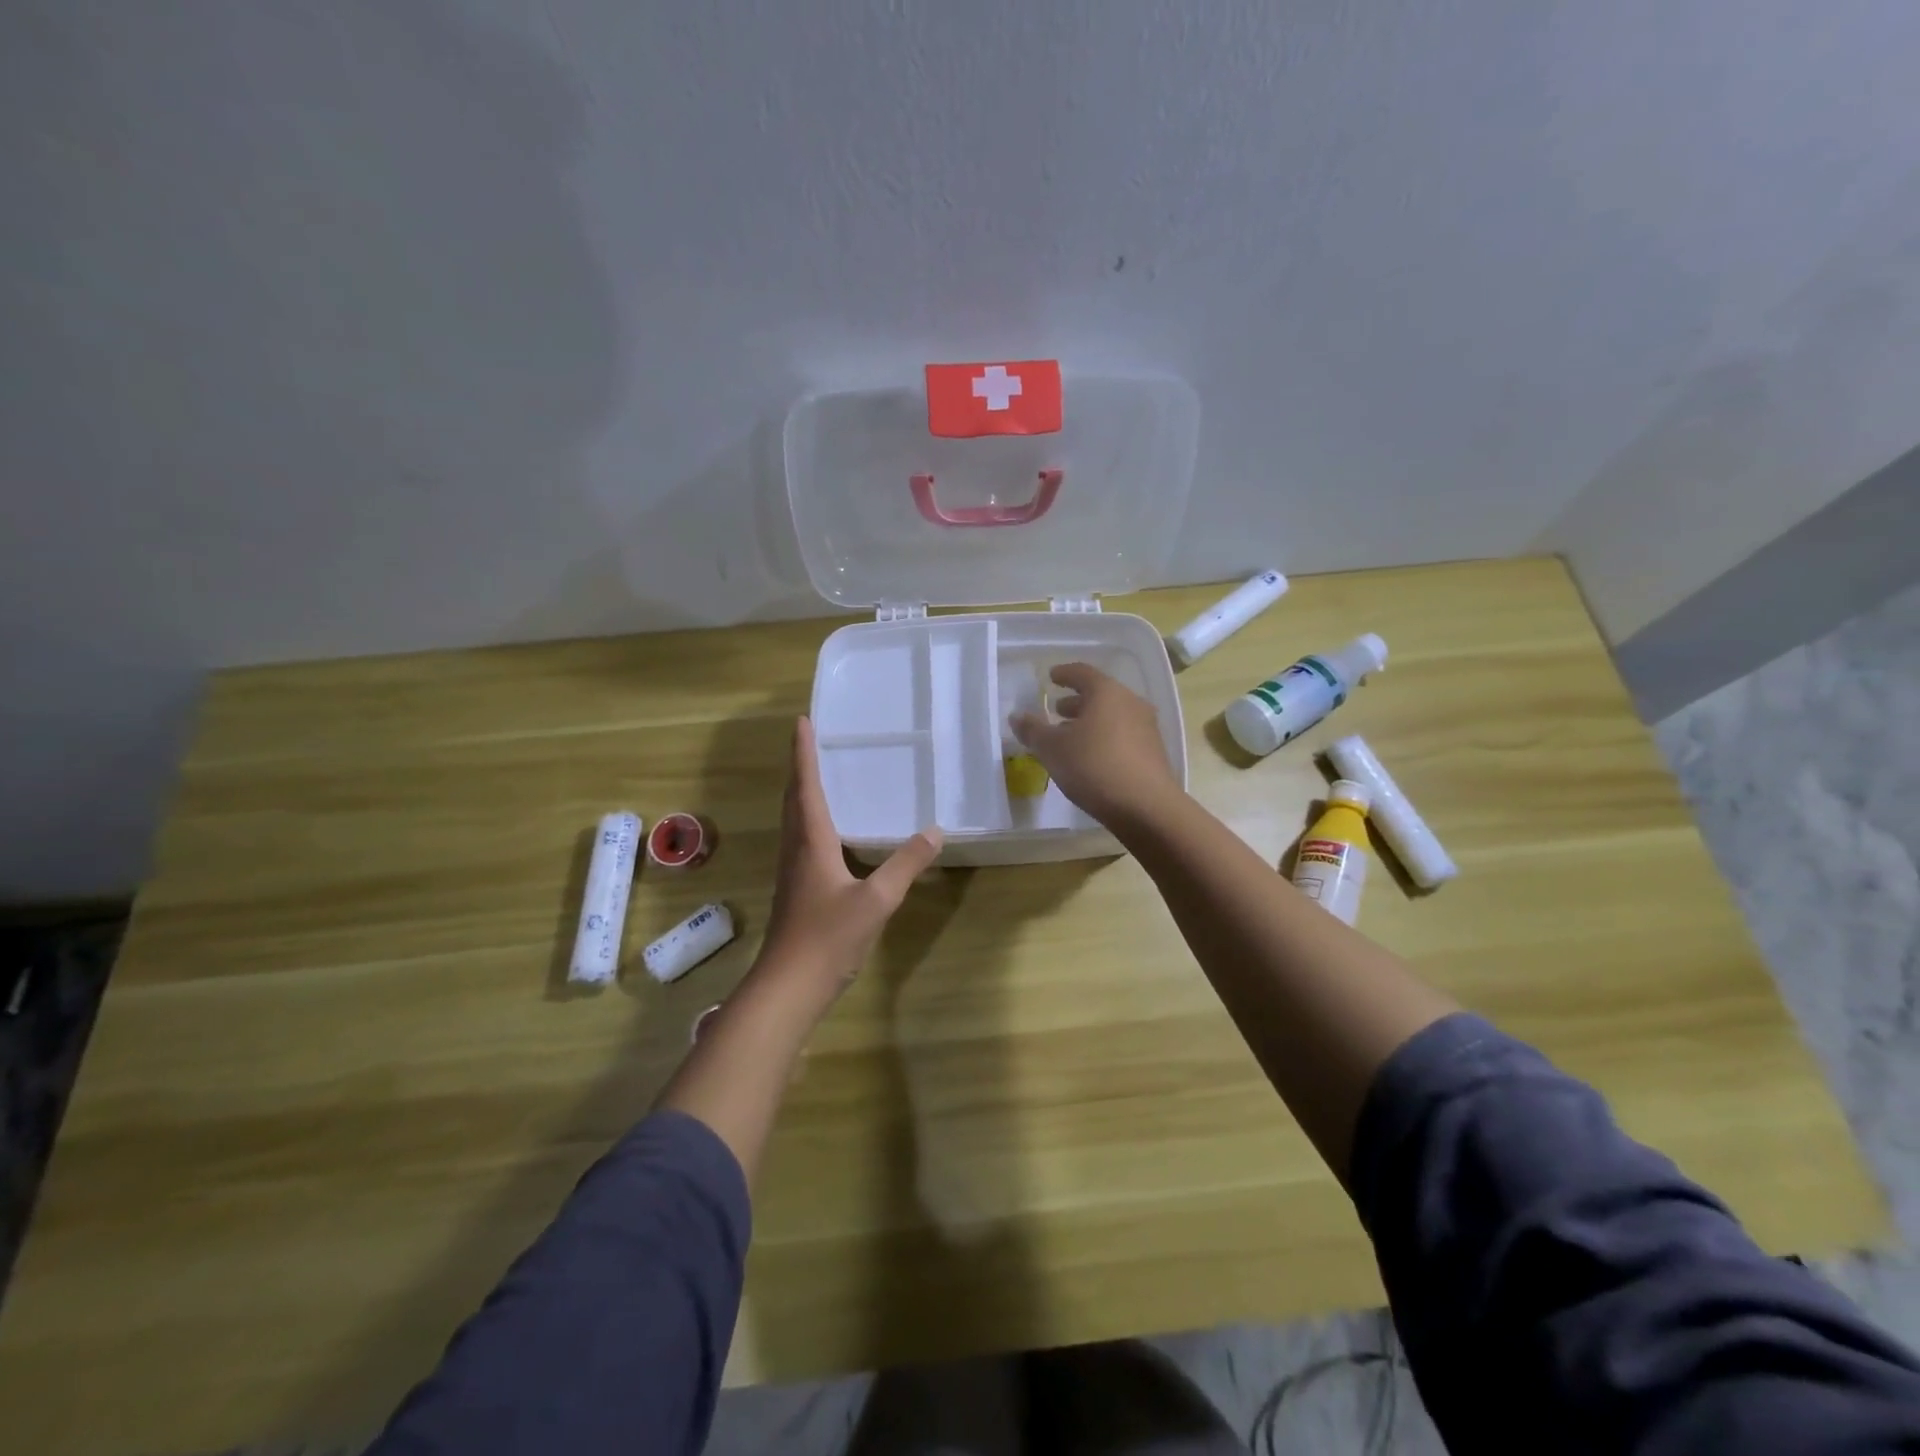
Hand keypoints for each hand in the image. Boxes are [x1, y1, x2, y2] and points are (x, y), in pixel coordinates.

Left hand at [757, 717, 943, 1004]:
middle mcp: (796, 849)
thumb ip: (906, 864)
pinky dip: (809, 820)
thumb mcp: (877, 900)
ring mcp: (792, 872)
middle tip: (809, 740)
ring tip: (817, 775)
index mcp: (811, 842)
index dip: (803, 753)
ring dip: (801, 792)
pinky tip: (827, 832)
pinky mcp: (795, 890)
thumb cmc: (828, 937)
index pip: (806, 786)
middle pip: (793, 799)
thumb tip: (935, 831)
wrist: (788, 987)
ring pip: (793, 820)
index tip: (801, 721)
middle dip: (800, 767)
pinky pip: (800, 840)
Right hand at [1009, 663, 1181, 827]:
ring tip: (1070, 736)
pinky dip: (1104, 738)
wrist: (1146, 807)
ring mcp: (1146, 728)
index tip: (1051, 677)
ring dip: (1090, 721)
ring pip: (1113, 716)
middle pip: (1100, 694)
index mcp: (1106, 692)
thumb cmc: (1093, 766)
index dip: (1064, 674)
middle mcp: (1130, 703)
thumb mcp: (1052, 749)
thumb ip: (1033, 730)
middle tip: (1057, 710)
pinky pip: (1123, 735)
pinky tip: (1091, 757)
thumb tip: (1017, 716)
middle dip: (1076, 701)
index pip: (1082, 673)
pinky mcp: (1153, 752)